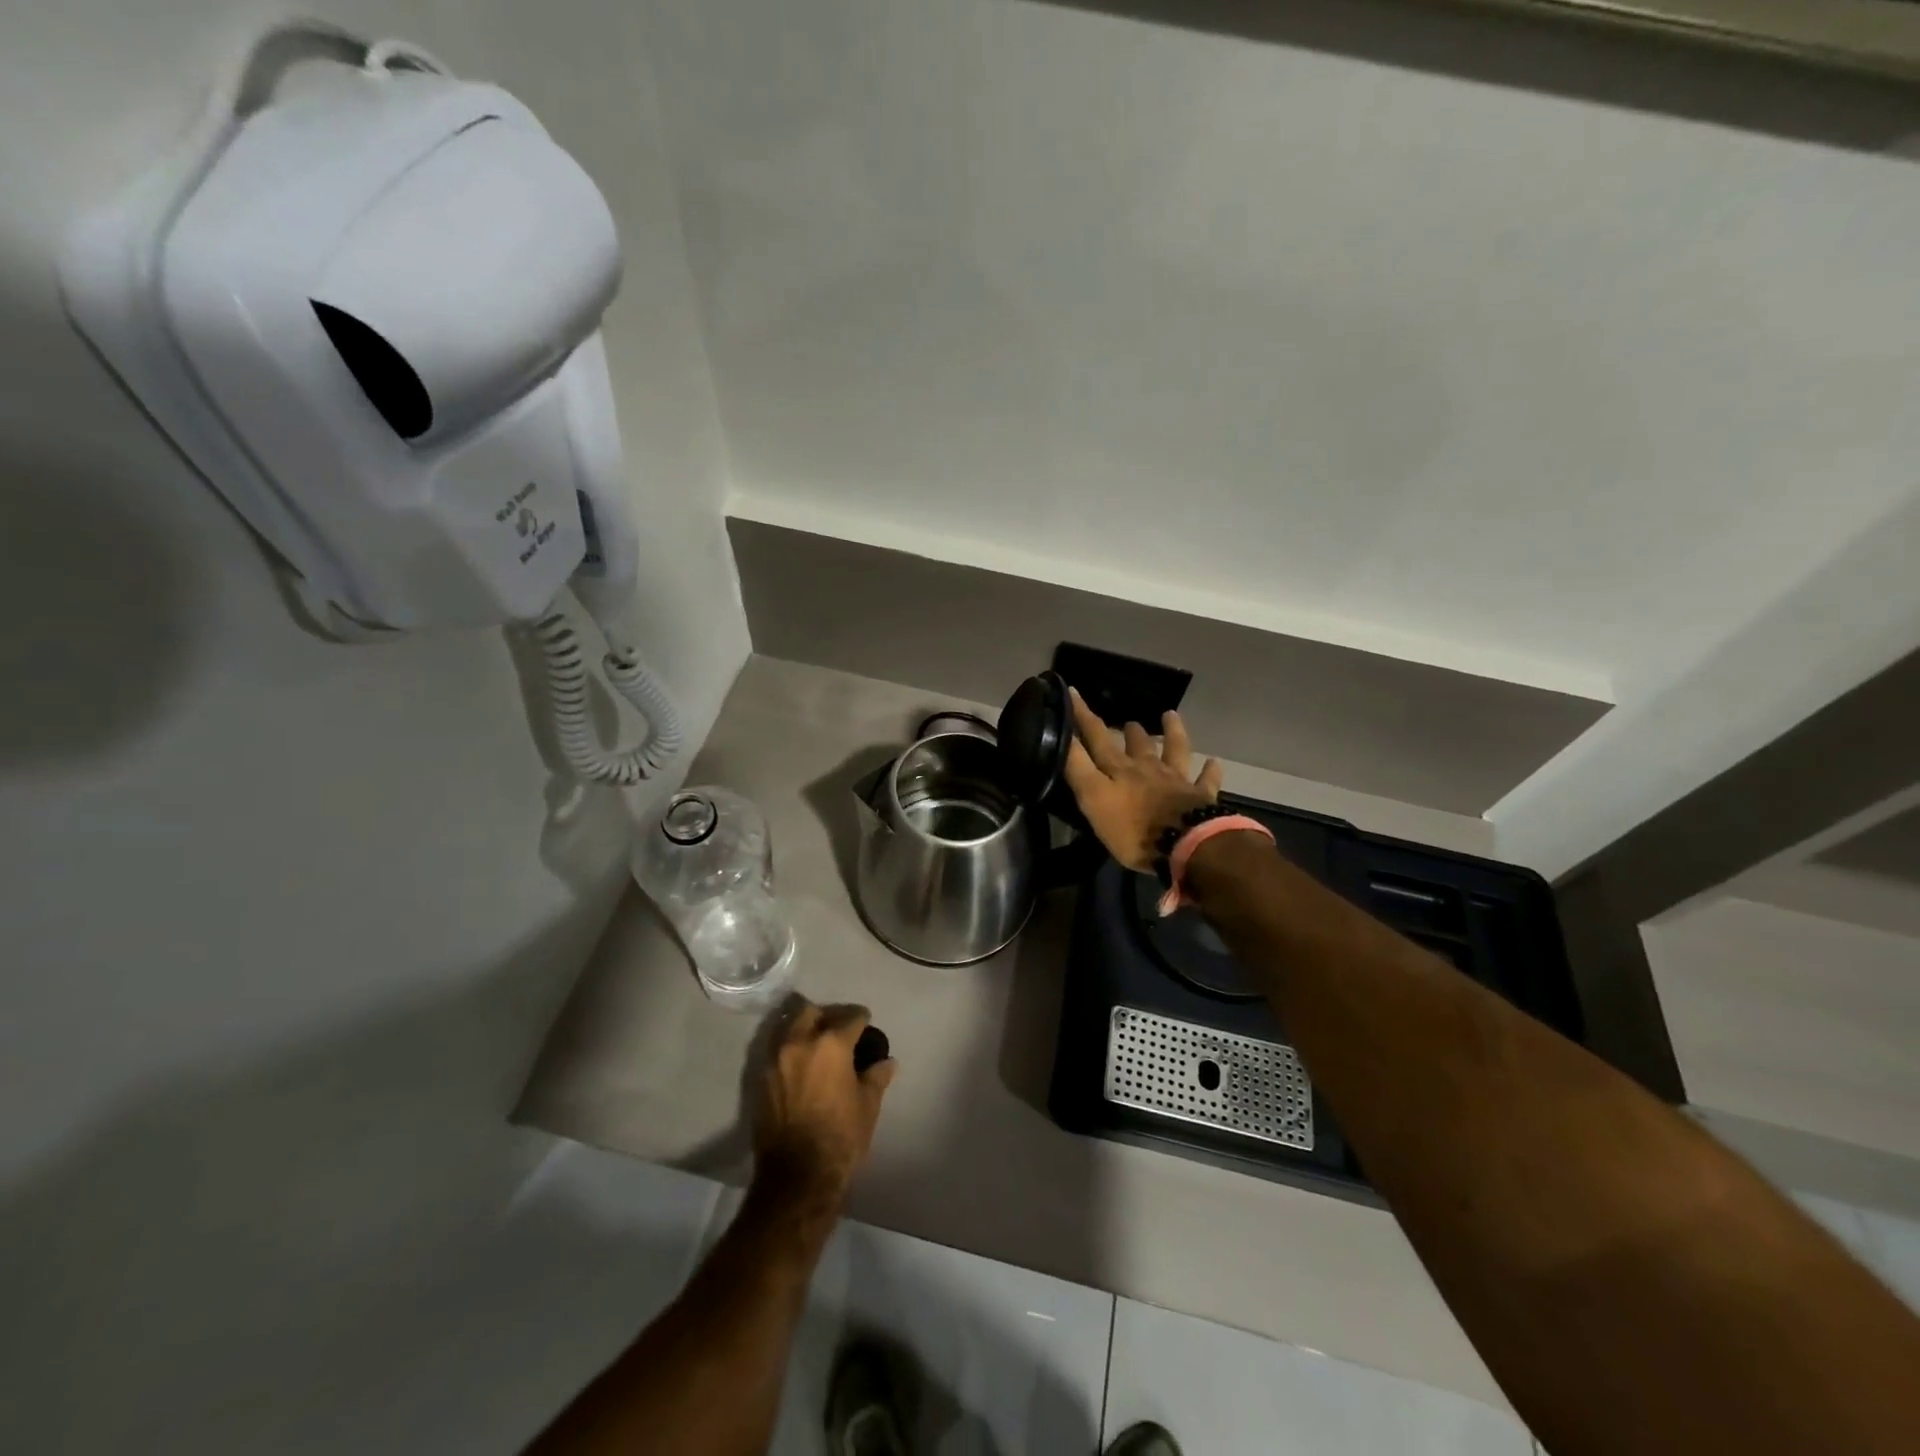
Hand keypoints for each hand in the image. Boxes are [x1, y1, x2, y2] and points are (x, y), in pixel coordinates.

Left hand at [753, 1000, 895, 1203]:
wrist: (798, 1177)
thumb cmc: (841, 1137)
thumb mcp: (868, 1105)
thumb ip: (877, 1076)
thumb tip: (887, 1062)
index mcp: (831, 1043)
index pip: (850, 1017)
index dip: (862, 1020)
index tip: (866, 1025)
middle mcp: (800, 1042)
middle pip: (812, 1011)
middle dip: (827, 1016)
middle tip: (838, 1031)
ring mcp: (775, 1059)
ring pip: (789, 1027)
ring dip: (804, 1029)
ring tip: (817, 1047)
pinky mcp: (760, 1078)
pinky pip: (776, 1051)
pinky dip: (789, 1050)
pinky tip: (801, 1067)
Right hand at [1063, 687, 1222, 872]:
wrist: (1185, 844)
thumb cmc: (1133, 828)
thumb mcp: (1093, 798)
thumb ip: (1079, 767)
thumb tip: (1064, 735)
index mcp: (1120, 769)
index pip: (1097, 737)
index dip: (1083, 716)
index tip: (1073, 692)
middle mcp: (1148, 769)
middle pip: (1137, 744)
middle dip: (1129, 731)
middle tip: (1128, 722)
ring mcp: (1177, 781)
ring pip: (1174, 750)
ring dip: (1172, 733)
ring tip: (1170, 715)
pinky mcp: (1201, 797)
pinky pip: (1206, 780)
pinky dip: (1209, 770)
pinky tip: (1213, 761)